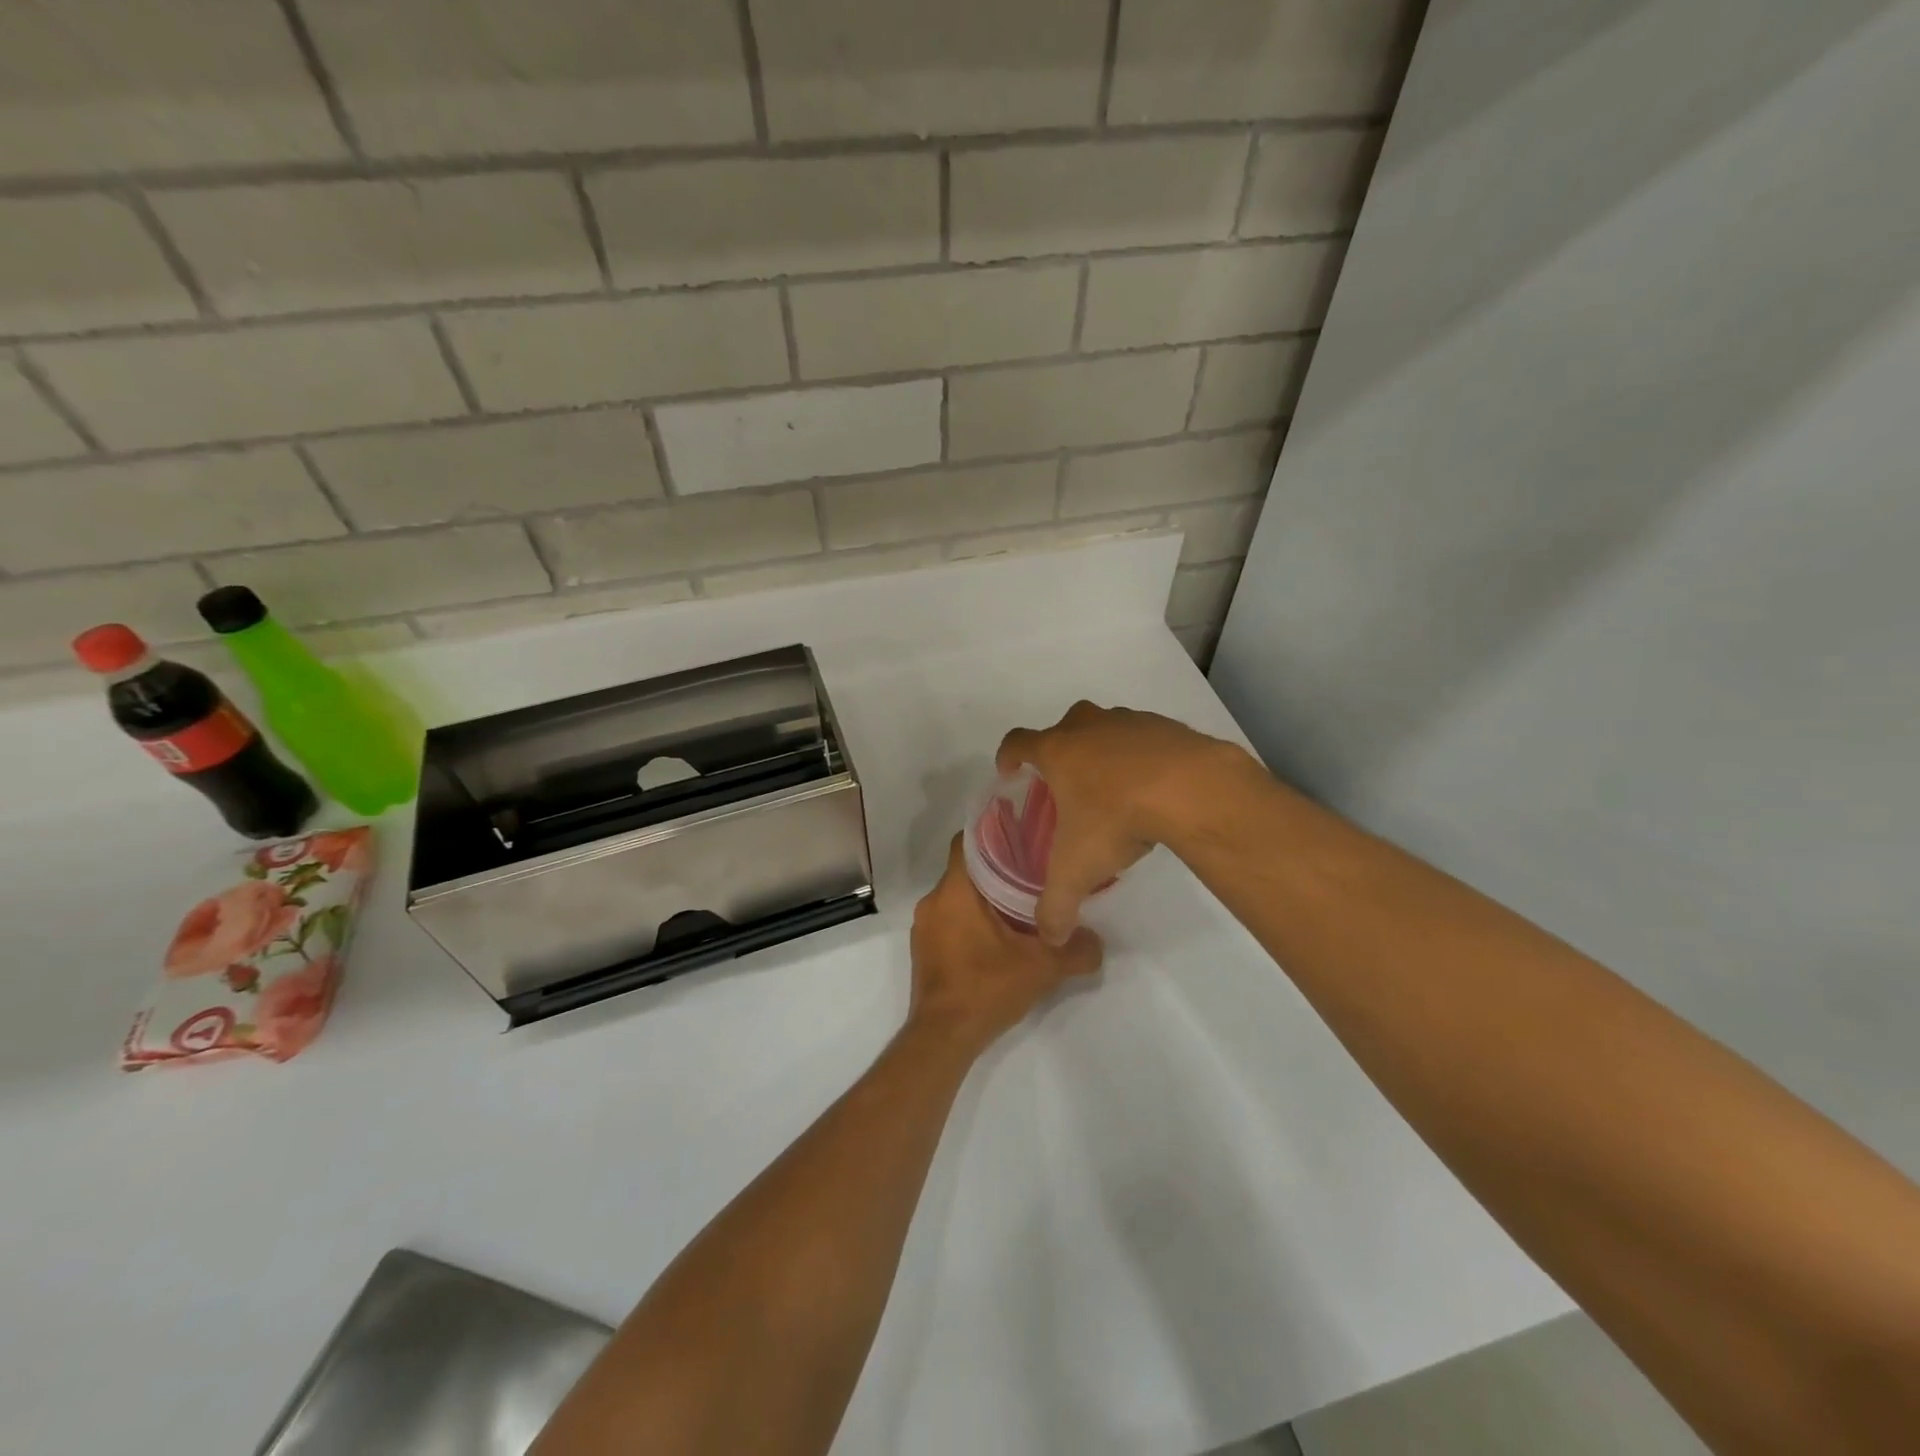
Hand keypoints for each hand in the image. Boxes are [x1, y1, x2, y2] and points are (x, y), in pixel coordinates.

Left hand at [909, 835, 1102, 1055]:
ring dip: (985, 898)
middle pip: (966, 869)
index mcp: (955, 891)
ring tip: (1020, 906)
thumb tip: (1098, 941)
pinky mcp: (924, 949)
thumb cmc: (986, 988)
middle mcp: (933, 901)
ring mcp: (925, 927)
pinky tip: (998, 938)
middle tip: (1033, 874)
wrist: (943, 1037)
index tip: (1023, 838)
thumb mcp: (1042, 968)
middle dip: (998, 869)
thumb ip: (1076, 951)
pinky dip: (971, 920)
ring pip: (958, 897)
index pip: (967, 841)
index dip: (994, 834)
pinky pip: (949, 920)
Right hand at [997, 701, 1250, 944]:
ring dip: (1103, 752)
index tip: (1009, 771)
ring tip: (1114, 789)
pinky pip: (1144, 738)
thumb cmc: (1117, 818)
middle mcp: (1088, 727)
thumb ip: (1056, 905)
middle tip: (1066, 785)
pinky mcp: (1166, 726)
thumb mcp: (1078, 870)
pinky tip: (1154, 787)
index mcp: (1057, 750)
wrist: (1190, 788)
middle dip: (1060, 752)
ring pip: (1106, 729)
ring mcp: (1129, 721)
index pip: (1017, 742)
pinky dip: (1142, 756)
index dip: (1008, 755)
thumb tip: (1050, 937)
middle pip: (1064, 729)